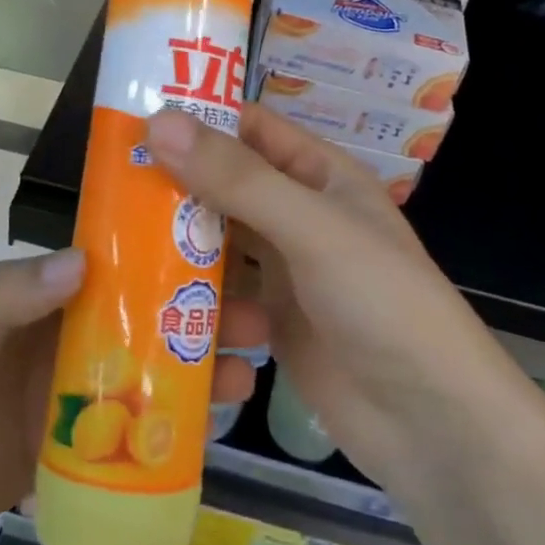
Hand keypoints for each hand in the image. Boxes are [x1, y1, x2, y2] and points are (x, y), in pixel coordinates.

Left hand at [0, 250, 267, 544]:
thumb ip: (4, 294)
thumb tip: (86, 258)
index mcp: (32, 300)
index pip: (108, 267)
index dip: (160, 256)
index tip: (218, 251)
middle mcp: (55, 342)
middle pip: (136, 323)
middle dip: (192, 318)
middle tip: (254, 322)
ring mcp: (60, 403)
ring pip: (138, 380)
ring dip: (188, 376)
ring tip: (242, 378)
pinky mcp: (57, 458)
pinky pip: (119, 443)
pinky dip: (160, 438)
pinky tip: (205, 439)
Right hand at [146, 106, 493, 497]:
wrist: (433, 425)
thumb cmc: (382, 303)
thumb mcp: (311, 229)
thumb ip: (237, 178)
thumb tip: (159, 122)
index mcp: (319, 175)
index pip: (250, 128)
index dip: (198, 119)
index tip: (133, 122)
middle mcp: (299, 215)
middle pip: (226, 186)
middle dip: (176, 187)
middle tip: (111, 188)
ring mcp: (285, 271)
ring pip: (218, 243)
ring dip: (179, 248)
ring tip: (120, 248)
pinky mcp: (271, 323)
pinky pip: (222, 296)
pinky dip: (194, 299)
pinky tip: (158, 309)